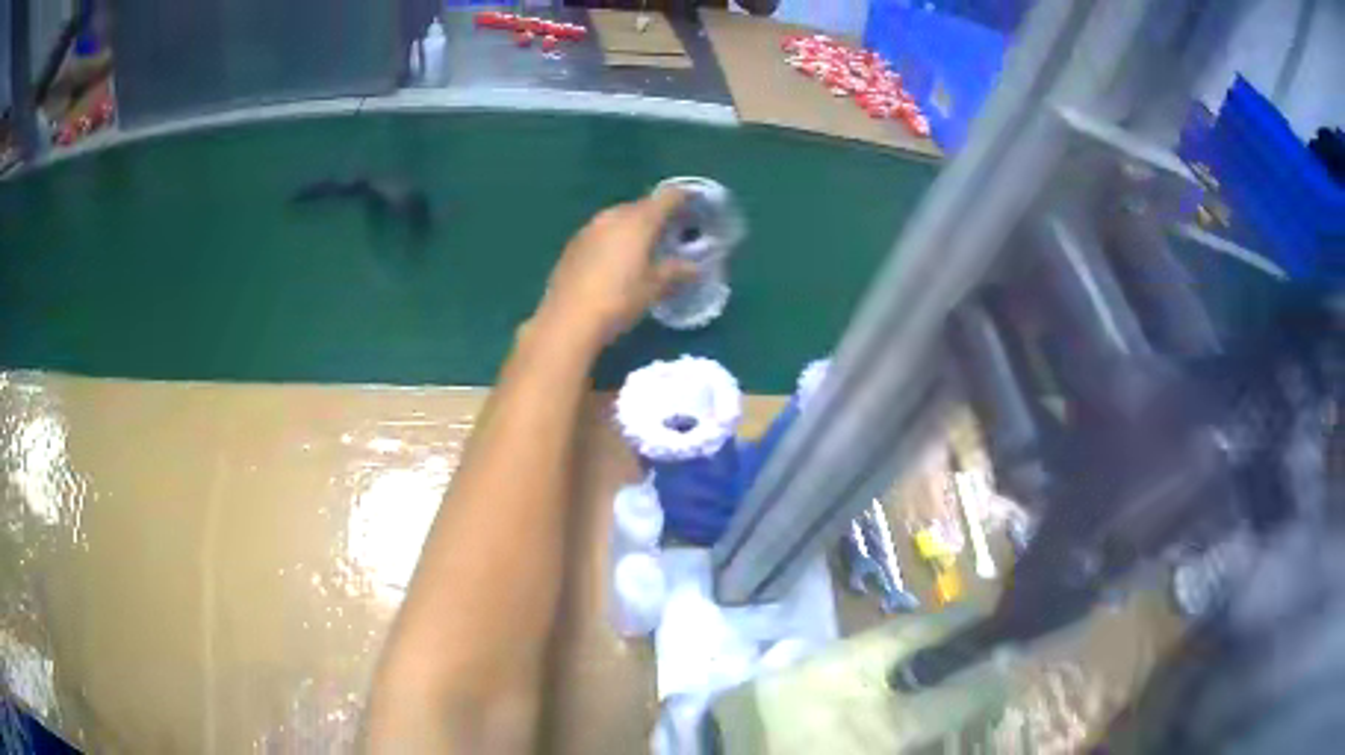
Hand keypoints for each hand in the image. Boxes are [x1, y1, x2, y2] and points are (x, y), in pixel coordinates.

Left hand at [535, 190, 696, 346]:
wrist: (568, 320)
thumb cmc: (619, 300)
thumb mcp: (654, 288)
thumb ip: (676, 271)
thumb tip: (694, 267)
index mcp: (638, 221)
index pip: (667, 198)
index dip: (683, 197)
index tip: (695, 203)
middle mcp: (613, 216)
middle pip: (641, 205)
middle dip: (657, 214)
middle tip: (671, 228)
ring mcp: (589, 228)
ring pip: (619, 217)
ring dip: (634, 225)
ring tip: (645, 243)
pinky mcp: (573, 244)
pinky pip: (602, 232)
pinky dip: (614, 237)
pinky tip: (617, 257)